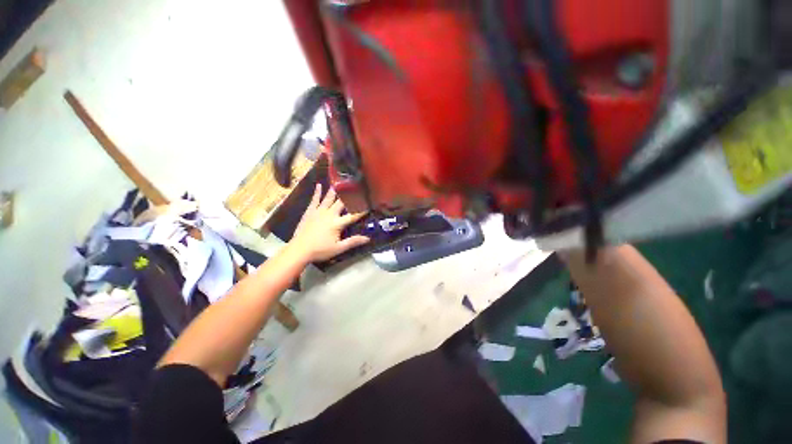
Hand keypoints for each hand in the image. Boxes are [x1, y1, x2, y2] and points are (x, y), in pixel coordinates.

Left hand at [289, 185, 370, 261]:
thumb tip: (368, 238)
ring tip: (340, 181)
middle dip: (350, 196)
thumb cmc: (320, 250)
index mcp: (337, 223)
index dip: (362, 210)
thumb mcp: (339, 248)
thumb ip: (353, 242)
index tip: (369, 204)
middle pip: (341, 203)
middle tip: (356, 187)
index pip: (353, 215)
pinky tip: (318, 185)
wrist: (299, 250)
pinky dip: (317, 192)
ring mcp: (318, 211)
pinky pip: (314, 200)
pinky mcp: (310, 212)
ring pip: (328, 198)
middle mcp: (329, 214)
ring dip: (335, 190)